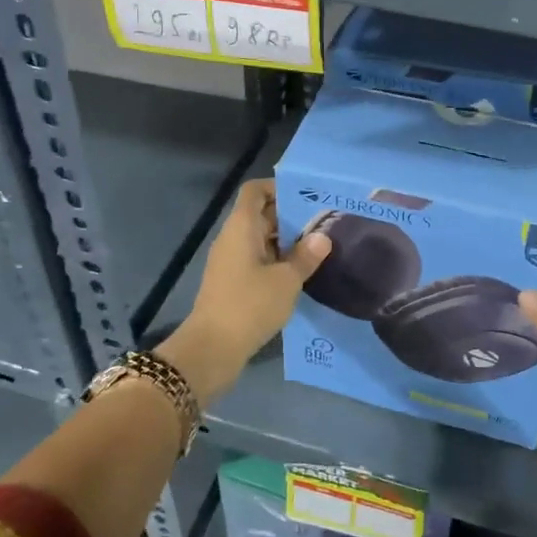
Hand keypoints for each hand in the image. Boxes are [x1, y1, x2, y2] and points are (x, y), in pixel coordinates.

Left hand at [163, 180, 329, 402]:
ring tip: (319, 247)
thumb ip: (306, 256)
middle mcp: (233, 238)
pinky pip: (257, 260)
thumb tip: (322, 237)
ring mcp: (231, 261)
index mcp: (242, 227)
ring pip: (260, 239)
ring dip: (286, 241)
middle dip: (290, 216)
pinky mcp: (232, 283)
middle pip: (260, 214)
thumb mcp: (287, 280)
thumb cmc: (250, 305)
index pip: (255, 191)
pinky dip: (277, 261)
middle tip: (323, 223)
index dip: (278, 187)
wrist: (212, 348)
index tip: (307, 196)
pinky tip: (301, 273)